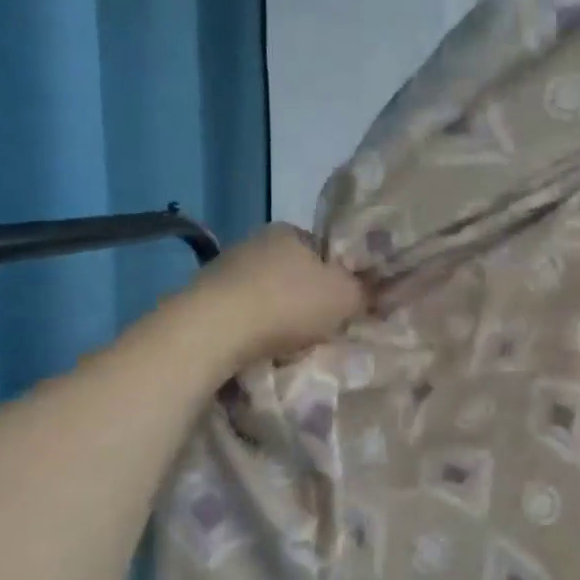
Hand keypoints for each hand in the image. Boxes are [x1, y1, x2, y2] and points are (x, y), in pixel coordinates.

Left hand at [185, 224, 367, 367]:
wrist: (214, 329)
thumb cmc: (288, 304)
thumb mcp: (345, 296)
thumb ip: (365, 291)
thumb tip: (376, 290)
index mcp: (290, 230)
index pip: (323, 251)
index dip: (338, 277)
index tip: (344, 305)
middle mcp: (255, 241)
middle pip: (294, 273)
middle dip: (307, 299)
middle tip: (320, 329)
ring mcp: (224, 268)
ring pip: (266, 295)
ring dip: (278, 317)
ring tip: (289, 346)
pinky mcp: (203, 297)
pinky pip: (241, 314)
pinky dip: (252, 330)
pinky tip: (258, 349)